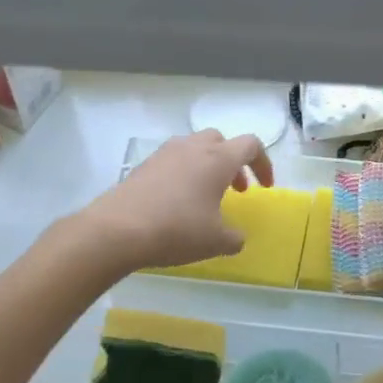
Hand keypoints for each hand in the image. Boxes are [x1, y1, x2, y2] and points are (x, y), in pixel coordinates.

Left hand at [78, 130, 274, 273]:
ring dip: (207, 166)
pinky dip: (184, 174)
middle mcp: (192, 147)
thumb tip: (236, 237)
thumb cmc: (177, 230)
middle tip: (235, 189)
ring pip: (194, 148)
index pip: (251, 145)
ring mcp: (164, 154)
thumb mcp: (216, 241)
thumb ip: (234, 238)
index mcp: (217, 159)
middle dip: (233, 162)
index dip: (263, 163)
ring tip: (206, 196)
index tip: (264, 187)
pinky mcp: (143, 166)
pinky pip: (173, 161)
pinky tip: (178, 202)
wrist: (117, 230)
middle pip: (221, 141)